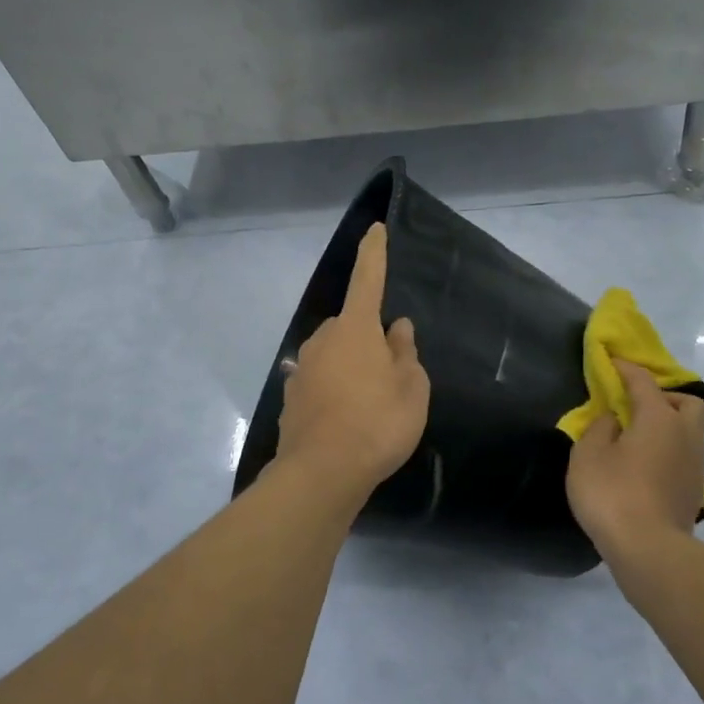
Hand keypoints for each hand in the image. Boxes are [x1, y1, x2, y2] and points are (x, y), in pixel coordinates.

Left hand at [274, 222, 429, 496]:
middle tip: (392, 373)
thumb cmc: (378, 423)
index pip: (368, 279)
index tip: (374, 229)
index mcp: (356, 329)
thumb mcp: (411, 388)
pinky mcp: (292, 399)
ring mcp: (303, 369)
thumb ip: (405, 353)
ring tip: (372, 404)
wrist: (322, 473)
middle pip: (352, 326)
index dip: (374, 254)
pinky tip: (348, 421)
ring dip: (352, 368)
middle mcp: (324, 340)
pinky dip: (335, 393)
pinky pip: (322, 383)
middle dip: (369, 338)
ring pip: (335, 356)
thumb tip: (398, 328)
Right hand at [567, 359, 703, 558]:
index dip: (626, 369)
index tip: (612, 363)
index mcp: (659, 418)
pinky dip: (670, 453)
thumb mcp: (588, 455)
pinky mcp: (695, 491)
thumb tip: (613, 421)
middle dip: (667, 397)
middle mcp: (686, 435)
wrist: (650, 549)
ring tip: (641, 439)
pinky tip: (648, 467)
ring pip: (692, 432)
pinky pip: (686, 458)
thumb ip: (599, 429)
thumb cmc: (613, 493)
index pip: (643, 382)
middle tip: (639, 407)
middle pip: (689, 402)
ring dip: (671, 427)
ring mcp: (696, 465)